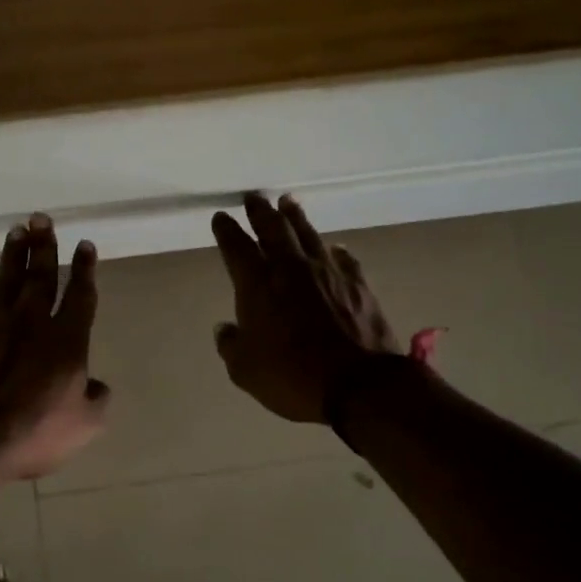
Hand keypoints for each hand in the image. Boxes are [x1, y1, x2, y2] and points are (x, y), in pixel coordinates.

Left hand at [0, 214, 110, 478]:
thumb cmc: (33, 432)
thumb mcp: (84, 425)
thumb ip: (96, 400)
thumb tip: (97, 385)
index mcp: (66, 339)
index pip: (79, 295)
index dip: (84, 269)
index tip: (84, 244)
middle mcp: (30, 323)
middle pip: (40, 276)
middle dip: (45, 246)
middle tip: (42, 218)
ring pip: (5, 283)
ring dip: (11, 257)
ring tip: (16, 231)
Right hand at [212, 192, 399, 423]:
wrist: (359, 384)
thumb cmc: (293, 377)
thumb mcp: (246, 371)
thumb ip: (231, 345)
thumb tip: (225, 329)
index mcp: (258, 285)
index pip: (236, 247)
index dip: (226, 230)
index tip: (220, 217)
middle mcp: (291, 268)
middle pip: (273, 229)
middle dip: (260, 211)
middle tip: (253, 197)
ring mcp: (327, 272)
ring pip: (308, 234)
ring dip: (295, 216)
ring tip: (288, 202)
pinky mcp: (357, 283)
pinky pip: (343, 258)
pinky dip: (334, 250)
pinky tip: (334, 247)